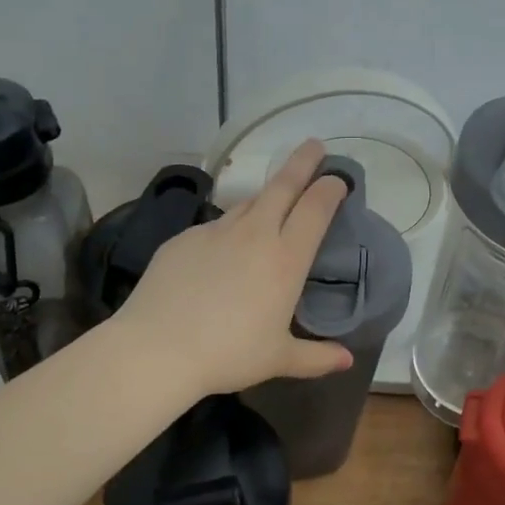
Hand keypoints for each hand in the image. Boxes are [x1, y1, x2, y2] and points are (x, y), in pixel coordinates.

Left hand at [115, 140, 354, 395]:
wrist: (157, 349)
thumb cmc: (229, 354)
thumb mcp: (279, 359)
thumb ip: (316, 357)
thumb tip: (347, 360)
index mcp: (285, 259)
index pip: (315, 208)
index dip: (329, 189)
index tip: (337, 179)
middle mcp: (253, 234)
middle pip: (282, 186)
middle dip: (301, 162)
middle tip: (313, 145)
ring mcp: (214, 232)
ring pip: (247, 203)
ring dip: (264, 197)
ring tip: (271, 203)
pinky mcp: (183, 238)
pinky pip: (214, 227)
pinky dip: (228, 230)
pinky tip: (222, 251)